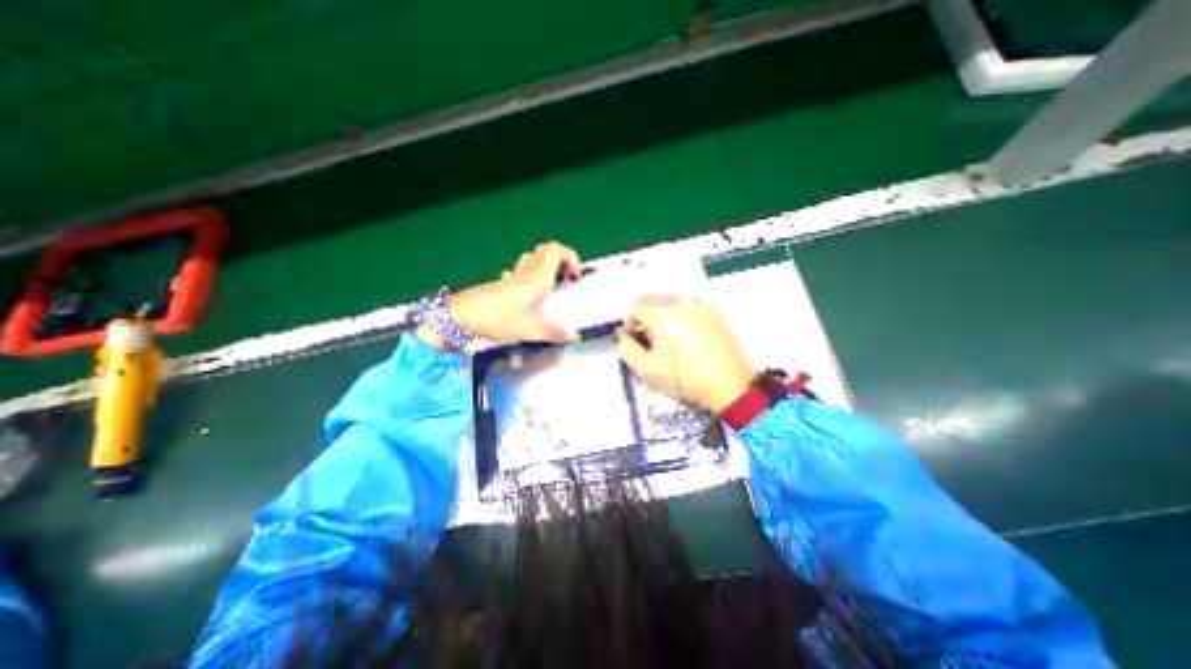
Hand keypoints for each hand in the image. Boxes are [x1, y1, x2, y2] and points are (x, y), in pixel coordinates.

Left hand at [417, 241, 582, 347]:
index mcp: (538, 278)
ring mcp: (513, 276)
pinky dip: (531, 275)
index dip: (571, 258)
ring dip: (547, 266)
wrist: (462, 317)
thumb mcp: (531, 329)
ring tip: (552, 286)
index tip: (575, 277)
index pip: (558, 251)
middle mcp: (526, 272)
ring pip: (534, 258)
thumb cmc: (499, 318)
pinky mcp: (502, 283)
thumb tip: (572, 336)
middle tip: (566, 280)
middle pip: (547, 250)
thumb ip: (555, 333)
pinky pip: (521, 271)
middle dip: (561, 261)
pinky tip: (530, 294)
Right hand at [615, 298, 752, 411]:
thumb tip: (623, 336)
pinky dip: (682, 316)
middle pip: (653, 300)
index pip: (635, 305)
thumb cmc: (686, 379)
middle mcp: (681, 303)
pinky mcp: (715, 311)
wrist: (729, 385)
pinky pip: (690, 307)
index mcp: (662, 315)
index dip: (630, 320)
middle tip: (651, 340)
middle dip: (646, 317)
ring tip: (671, 340)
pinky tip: (689, 338)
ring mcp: (701, 305)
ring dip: (664, 315)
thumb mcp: (647, 369)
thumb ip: (627, 348)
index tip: (634, 335)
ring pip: (672, 302)